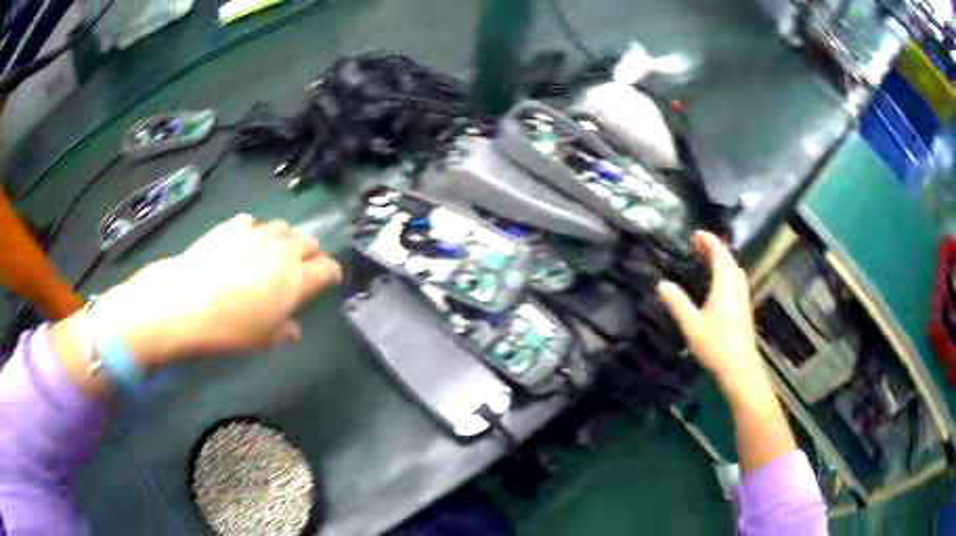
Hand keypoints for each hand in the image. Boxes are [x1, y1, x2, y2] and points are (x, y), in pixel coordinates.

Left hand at [95, 214, 341, 371]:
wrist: (185, 301)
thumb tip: (293, 330)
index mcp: (297, 279)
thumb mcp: (261, 339)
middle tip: (299, 269)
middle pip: (309, 241)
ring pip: (283, 227)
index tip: (326, 281)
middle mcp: (283, 250)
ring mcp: (257, 233)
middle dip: (310, 253)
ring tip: (273, 252)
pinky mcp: (233, 225)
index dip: (330, 274)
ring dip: (285, 239)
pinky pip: (253, 222)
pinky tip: (244, 243)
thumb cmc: (229, 329)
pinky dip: (255, 231)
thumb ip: (283, 330)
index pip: (327, 268)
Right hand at [657, 231, 764, 394]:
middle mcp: (737, 286)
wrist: (740, 368)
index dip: (709, 241)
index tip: (696, 234)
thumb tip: (662, 283)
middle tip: (697, 245)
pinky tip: (718, 283)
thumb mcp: (692, 326)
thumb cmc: (716, 346)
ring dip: (722, 260)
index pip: (720, 254)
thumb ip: (678, 303)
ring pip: (735, 269)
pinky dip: (726, 272)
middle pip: (729, 259)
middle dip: (715, 248)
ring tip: (706, 260)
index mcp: (725, 285)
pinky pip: (736, 279)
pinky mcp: (744, 308)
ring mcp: (743, 297)